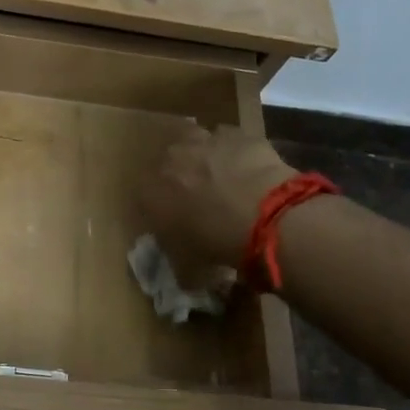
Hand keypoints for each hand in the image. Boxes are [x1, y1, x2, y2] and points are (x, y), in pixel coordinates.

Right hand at [140, 124, 294, 281]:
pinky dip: (234, 151)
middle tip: (198, 194)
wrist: (265, 217)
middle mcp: (169, 160)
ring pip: (196, 140)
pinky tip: (247, 167)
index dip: (159, 206)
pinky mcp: (237, 134)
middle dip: (179, 174)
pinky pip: (229, 139)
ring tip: (220, 175)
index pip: (143, 195)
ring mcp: (203, 140)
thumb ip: (179, 264)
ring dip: (203, 155)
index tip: (173, 219)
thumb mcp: (189, 267)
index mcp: (150, 192)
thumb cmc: (217, 245)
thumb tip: (184, 275)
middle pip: (167, 161)